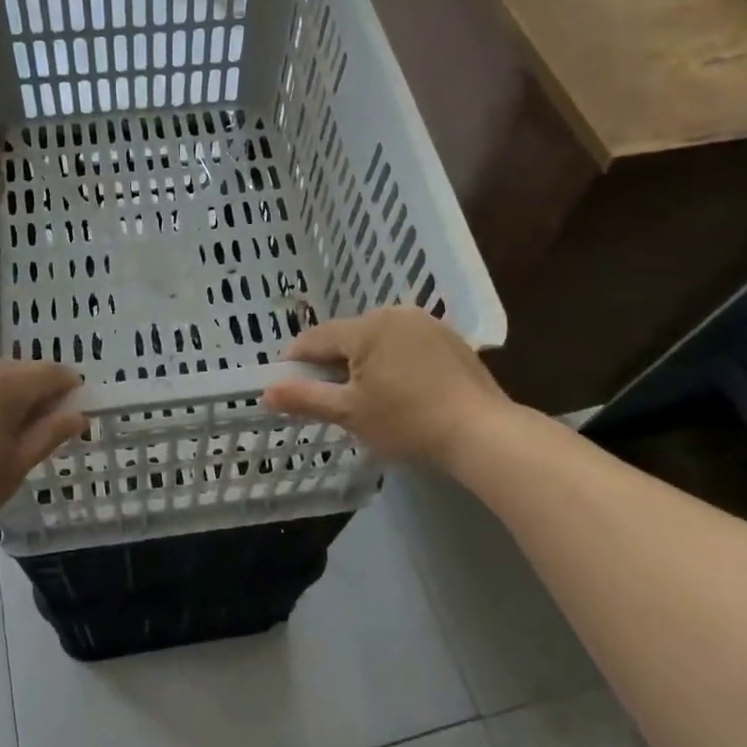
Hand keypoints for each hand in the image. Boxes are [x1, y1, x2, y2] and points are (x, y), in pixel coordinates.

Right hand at [261, 307, 511, 467]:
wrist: (482, 433)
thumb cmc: (407, 422)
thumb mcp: (350, 413)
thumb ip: (305, 398)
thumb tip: (265, 392)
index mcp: (367, 327)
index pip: (317, 338)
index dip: (297, 360)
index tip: (289, 385)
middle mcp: (395, 313)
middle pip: (348, 336)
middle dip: (334, 363)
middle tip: (332, 399)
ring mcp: (427, 323)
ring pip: (378, 339)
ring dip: (365, 361)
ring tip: (368, 397)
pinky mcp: (450, 338)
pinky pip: (406, 343)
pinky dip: (394, 361)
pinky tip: (402, 390)